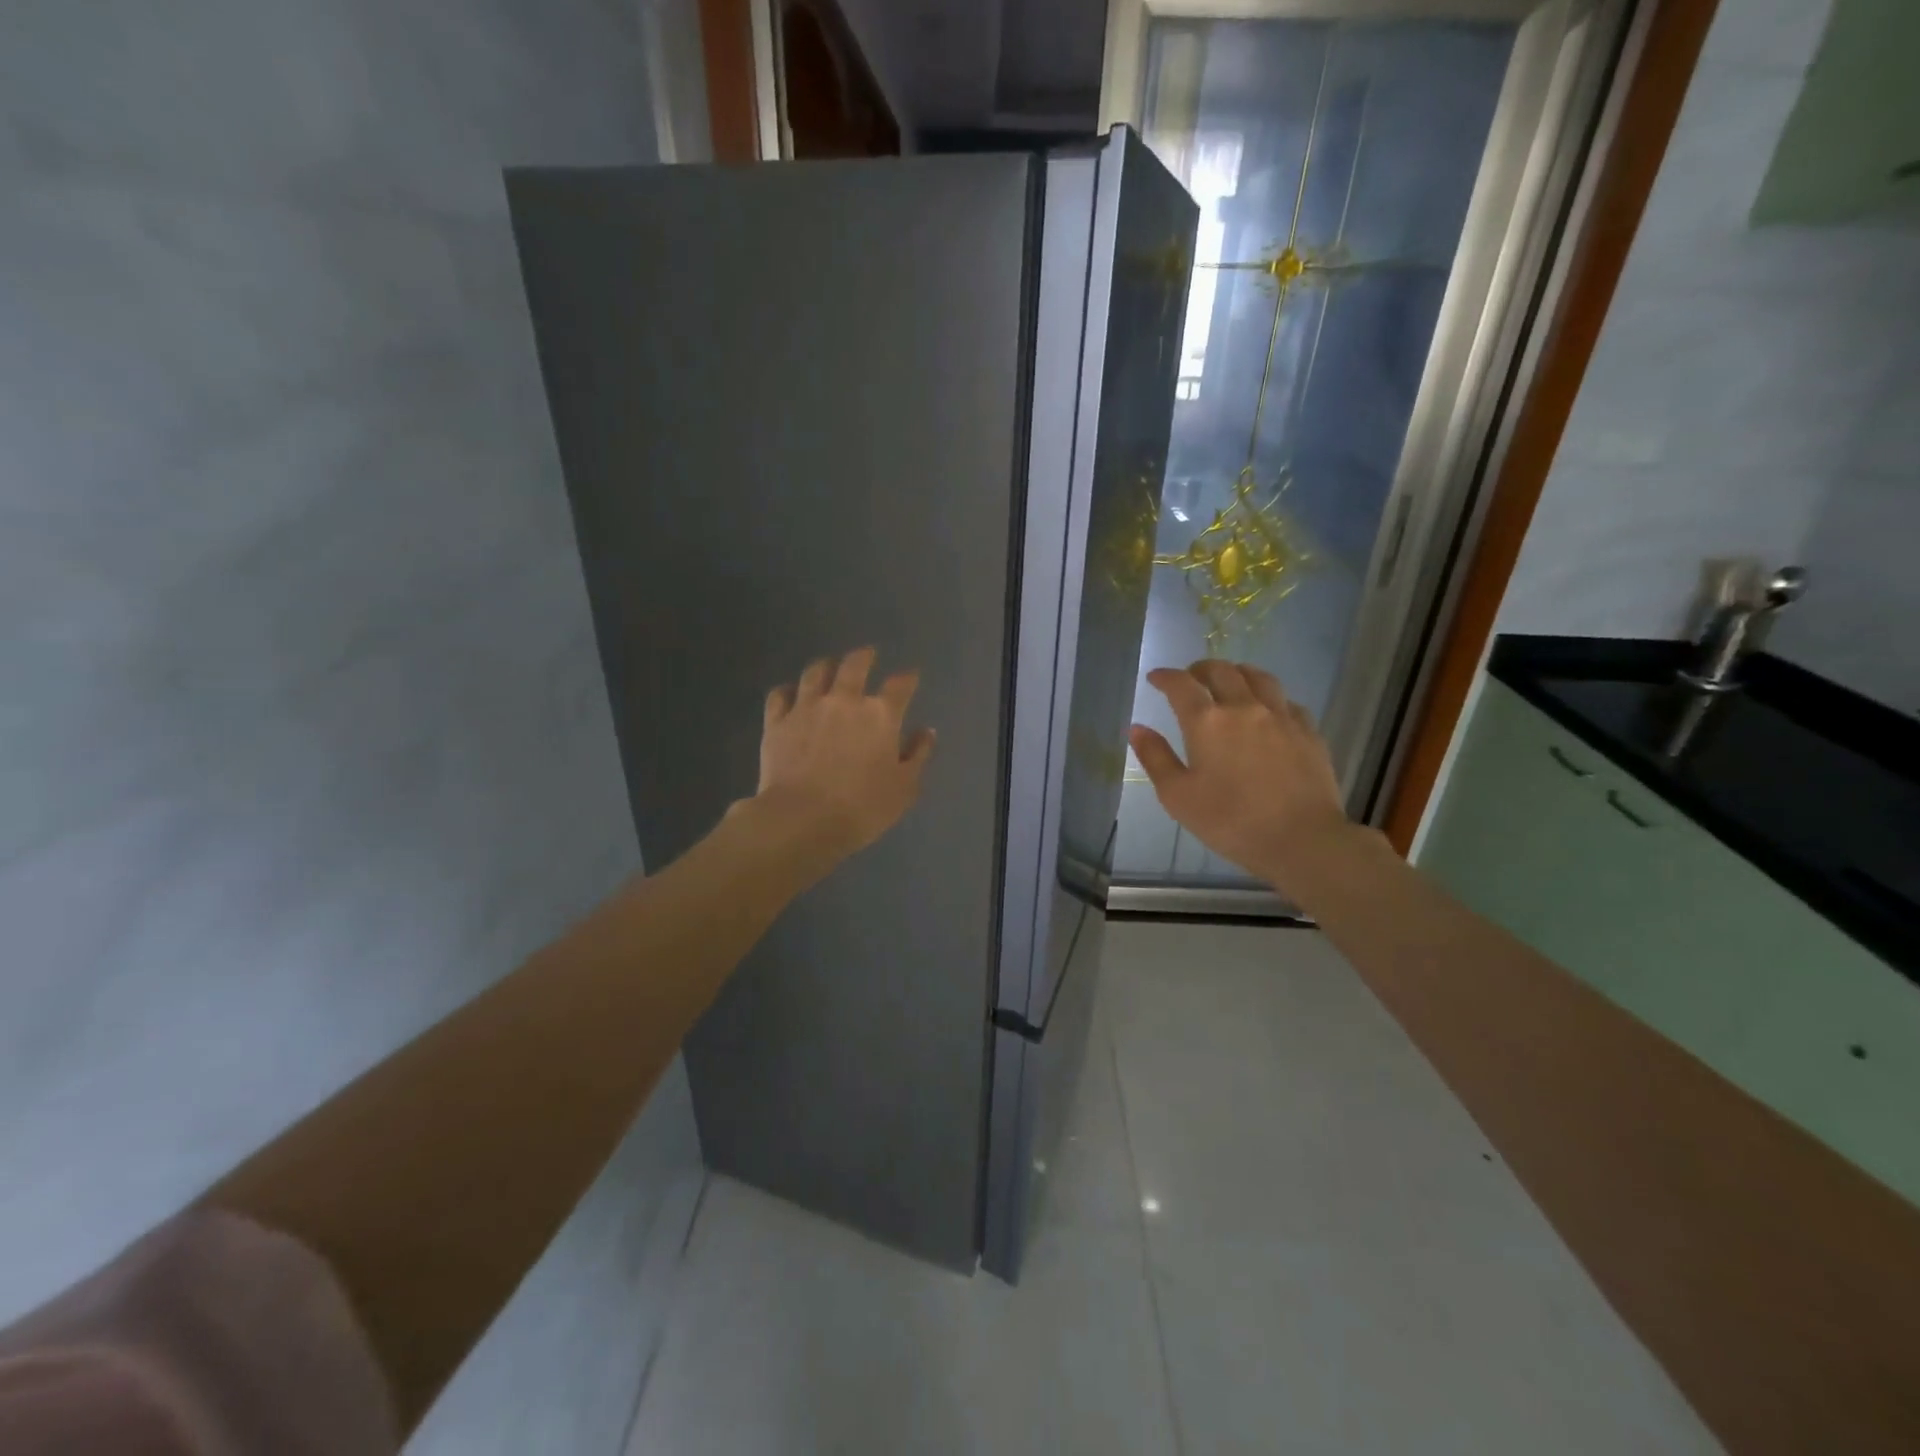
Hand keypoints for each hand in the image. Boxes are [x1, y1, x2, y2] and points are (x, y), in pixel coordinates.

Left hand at [748, 646, 935, 864]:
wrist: (802, 819)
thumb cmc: (862, 807)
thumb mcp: (905, 788)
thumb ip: (918, 755)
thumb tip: (926, 732)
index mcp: (880, 715)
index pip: (900, 685)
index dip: (908, 678)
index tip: (911, 676)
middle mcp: (844, 701)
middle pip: (855, 665)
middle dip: (864, 656)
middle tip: (867, 654)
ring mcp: (806, 707)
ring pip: (816, 672)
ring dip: (826, 666)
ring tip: (829, 666)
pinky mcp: (777, 722)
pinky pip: (780, 695)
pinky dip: (788, 690)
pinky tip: (790, 694)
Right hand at [1129, 660, 1355, 893]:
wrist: (1302, 839)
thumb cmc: (1230, 821)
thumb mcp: (1178, 796)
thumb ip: (1155, 758)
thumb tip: (1137, 728)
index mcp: (1207, 722)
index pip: (1181, 685)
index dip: (1165, 677)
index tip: (1156, 677)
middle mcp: (1244, 707)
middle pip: (1222, 671)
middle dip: (1200, 669)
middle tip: (1191, 677)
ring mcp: (1281, 716)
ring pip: (1259, 677)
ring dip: (1237, 673)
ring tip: (1230, 680)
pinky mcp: (1308, 731)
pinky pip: (1286, 701)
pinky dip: (1270, 697)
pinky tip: (1268, 710)